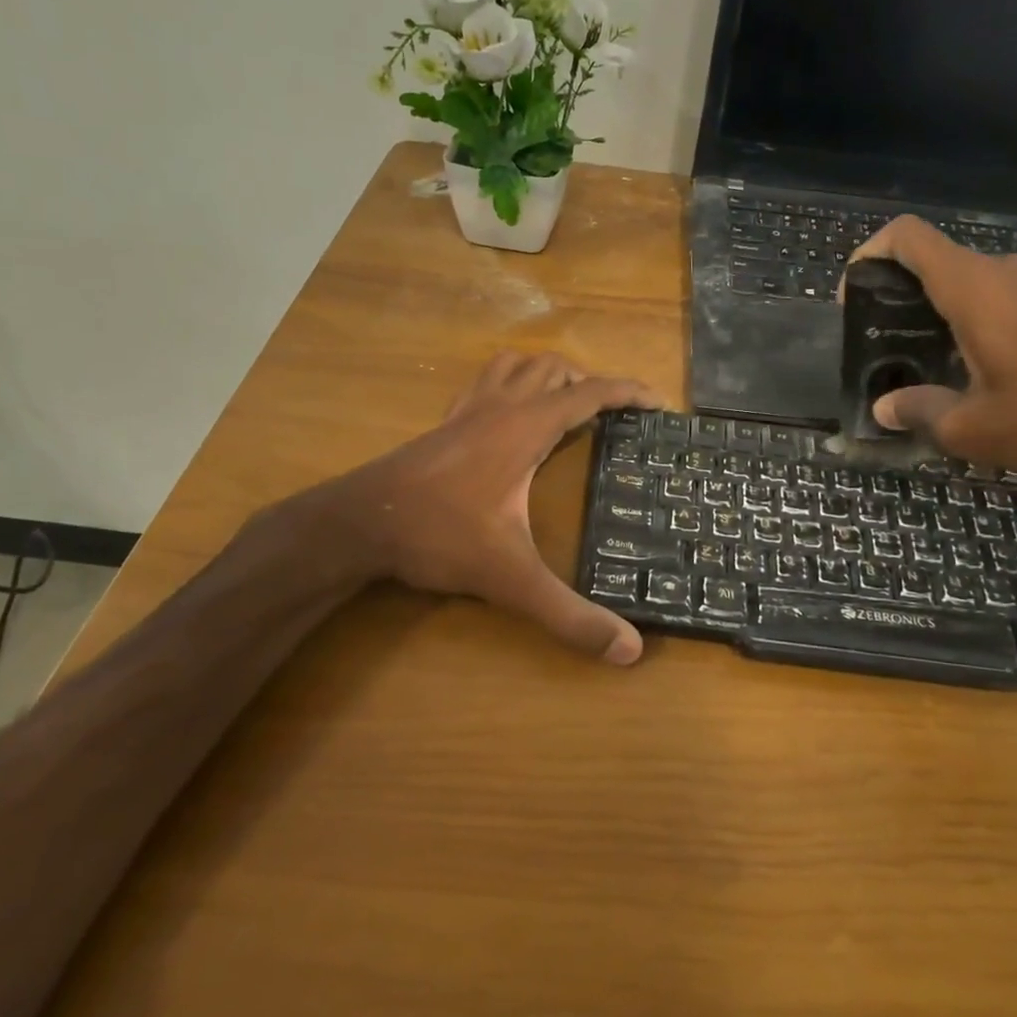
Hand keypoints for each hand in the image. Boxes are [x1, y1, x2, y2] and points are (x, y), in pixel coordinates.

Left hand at [335, 352, 657, 664]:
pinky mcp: (444, 423)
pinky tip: (509, 420)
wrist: (358, 523)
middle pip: (554, 370)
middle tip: (610, 419)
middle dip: (589, 384)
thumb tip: (630, 651)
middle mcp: (500, 408)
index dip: (628, 392)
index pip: (589, 393)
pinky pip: (485, 382)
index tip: (658, 403)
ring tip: (566, 408)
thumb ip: (570, 615)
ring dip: (547, 376)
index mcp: (526, 428)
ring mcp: (467, 410)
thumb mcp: (510, 578)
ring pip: (516, 366)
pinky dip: (510, 385)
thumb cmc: (439, 535)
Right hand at [846, 216, 1016, 477]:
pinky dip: (973, 316)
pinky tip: (974, 365)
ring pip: (970, 279)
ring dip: (937, 307)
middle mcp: (1005, 273)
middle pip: (935, 259)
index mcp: (973, 288)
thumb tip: (885, 408)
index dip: (869, 253)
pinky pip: (1001, 296)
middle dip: (899, 290)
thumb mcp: (970, 427)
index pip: (908, 237)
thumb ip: (919, 410)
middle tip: (882, 339)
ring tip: (922, 355)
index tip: (854, 293)